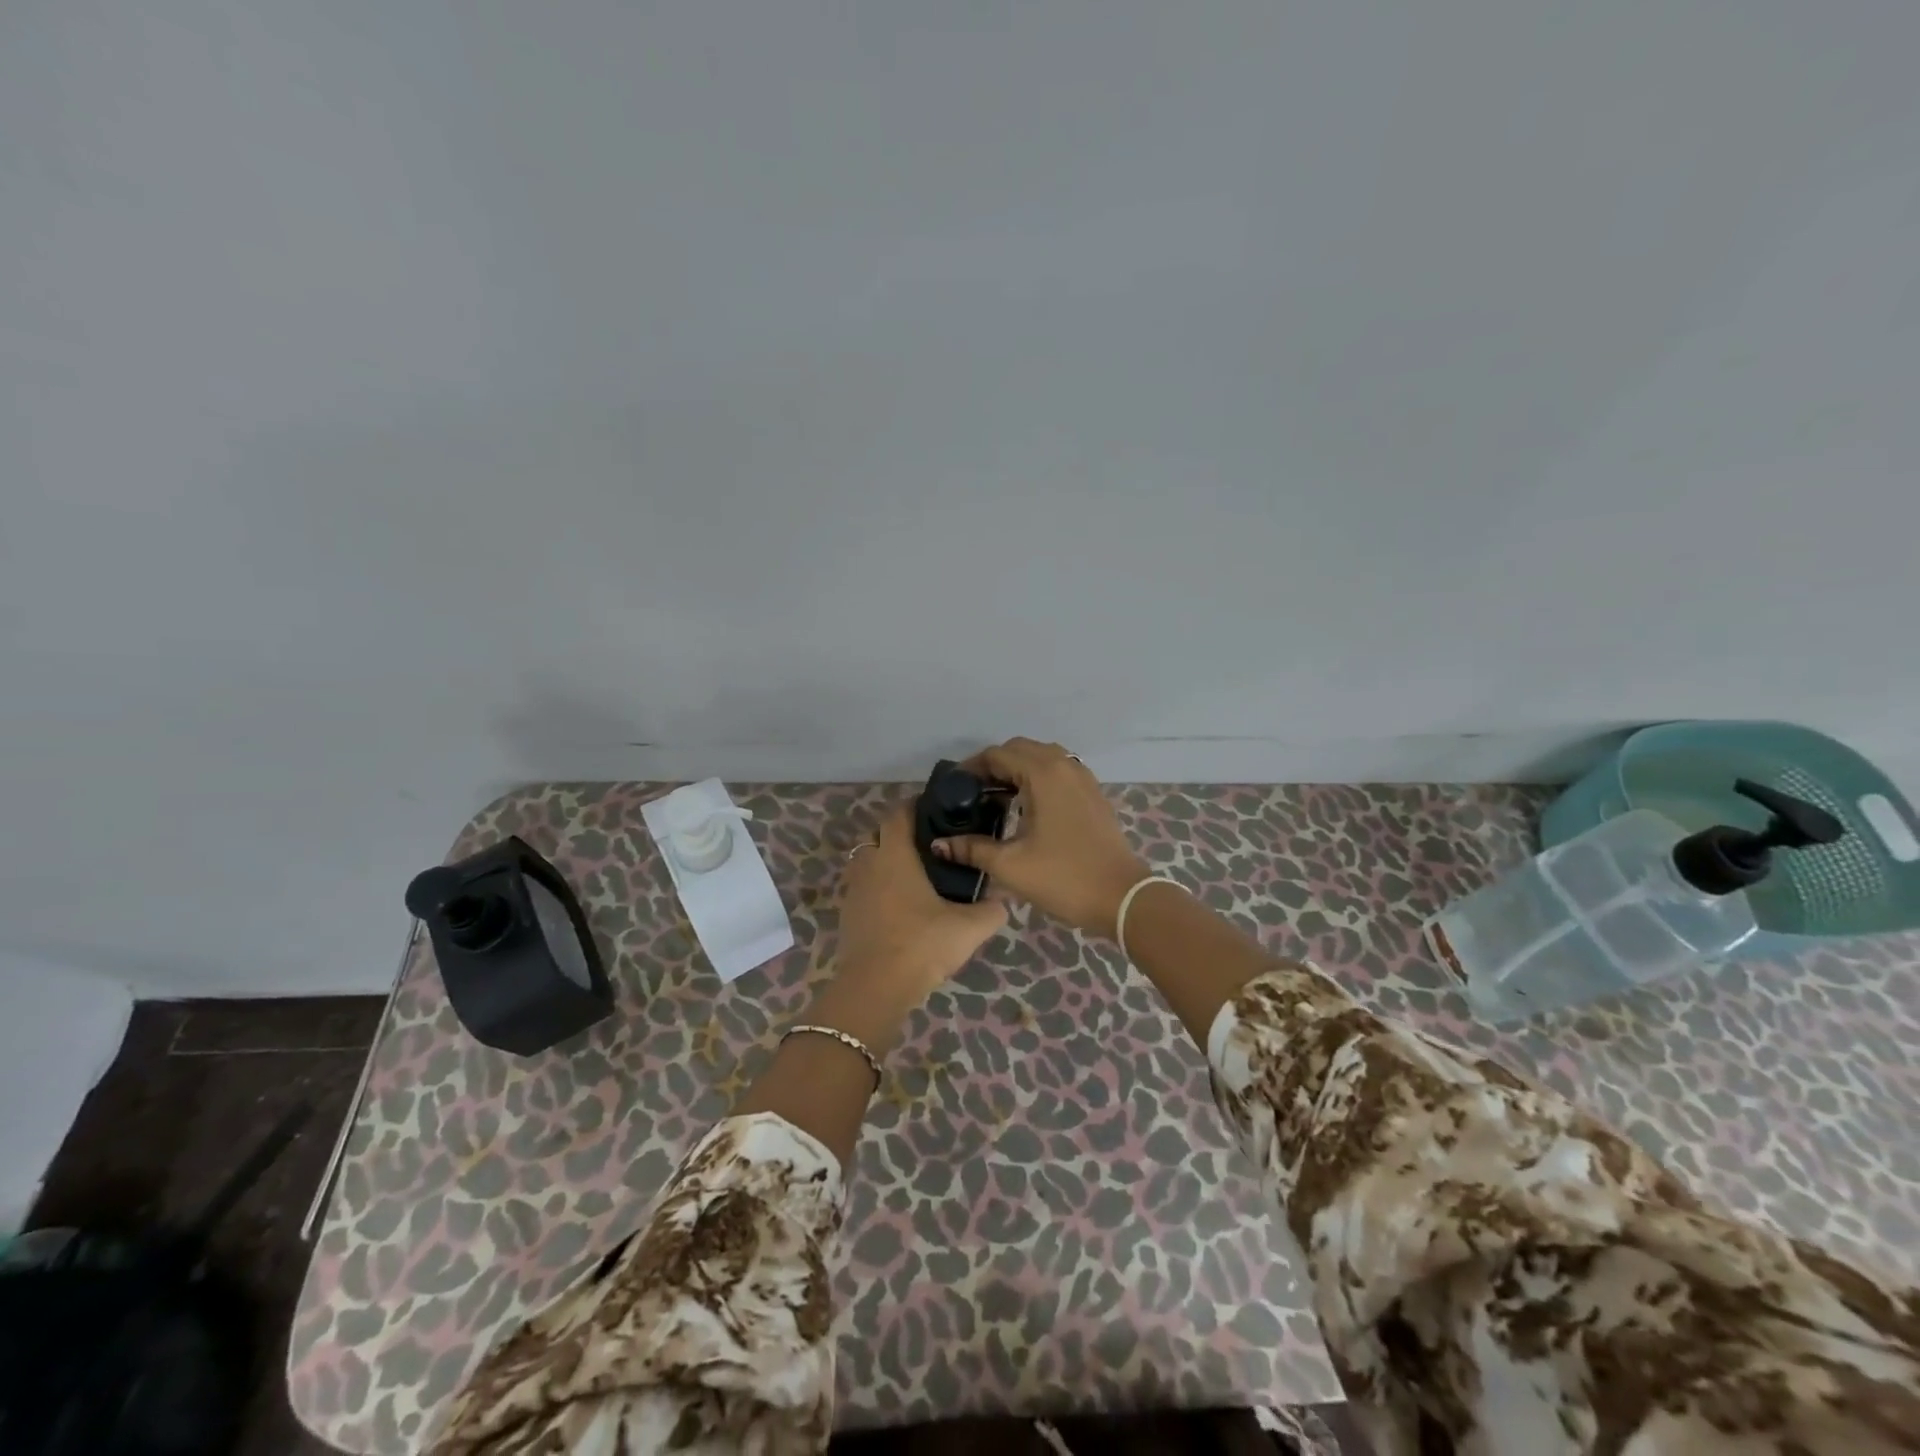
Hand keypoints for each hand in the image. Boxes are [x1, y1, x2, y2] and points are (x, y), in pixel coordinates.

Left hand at [815, 801, 1006, 1054]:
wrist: (875, 988)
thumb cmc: (921, 944)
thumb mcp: (969, 928)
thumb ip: (992, 910)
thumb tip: (1004, 900)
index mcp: (894, 856)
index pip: (898, 814)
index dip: (914, 806)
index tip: (935, 809)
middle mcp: (869, 865)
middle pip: (878, 834)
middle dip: (899, 833)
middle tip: (929, 844)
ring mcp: (853, 891)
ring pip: (867, 862)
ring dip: (885, 861)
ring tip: (915, 875)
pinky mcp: (847, 916)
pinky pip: (862, 888)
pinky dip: (878, 888)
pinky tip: (899, 906)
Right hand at [931, 738, 1148, 939]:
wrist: (1122, 897)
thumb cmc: (1064, 877)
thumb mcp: (1011, 866)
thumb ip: (973, 849)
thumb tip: (939, 844)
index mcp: (1043, 774)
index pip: (998, 754)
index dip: (972, 767)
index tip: (954, 789)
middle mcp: (1064, 766)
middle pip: (1020, 749)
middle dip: (994, 766)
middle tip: (973, 794)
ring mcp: (1083, 778)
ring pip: (1042, 757)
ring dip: (1017, 770)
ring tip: (997, 799)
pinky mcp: (1093, 793)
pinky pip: (1059, 771)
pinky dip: (1038, 778)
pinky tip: (1027, 806)